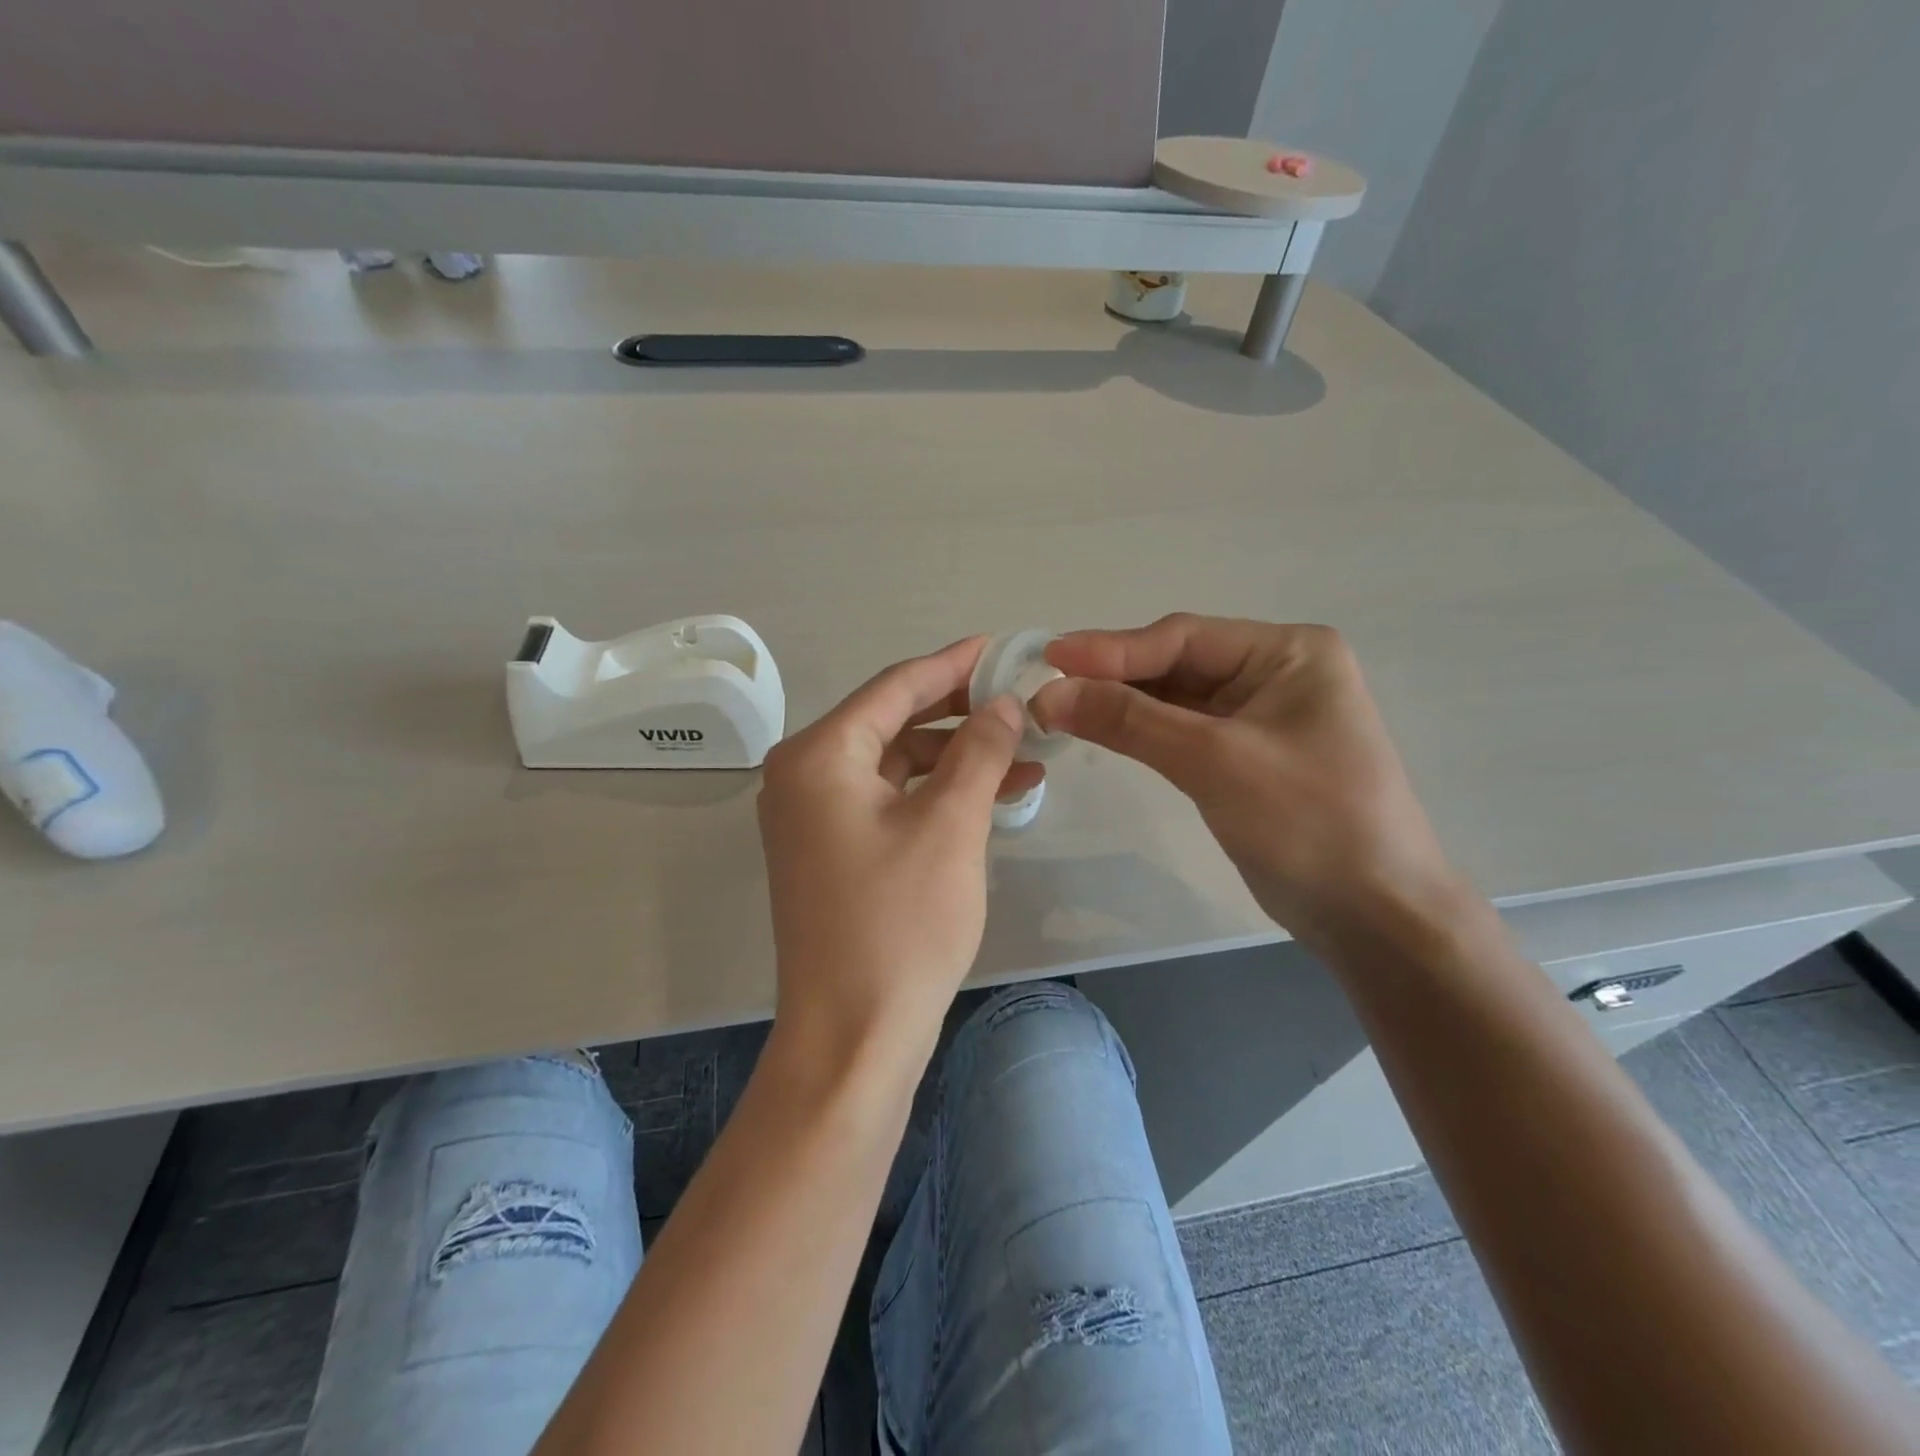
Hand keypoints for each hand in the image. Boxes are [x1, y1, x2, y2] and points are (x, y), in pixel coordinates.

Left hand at [757, 638, 1041, 1065]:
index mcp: (819, 756)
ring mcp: (814, 818)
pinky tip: (993, 795)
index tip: (1002, 647)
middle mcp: (804, 776)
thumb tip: (1006, 703)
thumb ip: (980, 750)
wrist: (853, 1037)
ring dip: (957, 758)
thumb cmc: (900, 924)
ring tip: (1026, 757)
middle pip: (893, 722)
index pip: (894, 687)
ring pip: (897, 765)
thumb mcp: (951, 824)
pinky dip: (938, 795)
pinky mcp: (833, 852)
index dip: (953, 664)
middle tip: (1021, 702)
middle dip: (961, 713)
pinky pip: (891, 802)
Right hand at [1032, 615, 1466, 948]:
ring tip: (1059, 706)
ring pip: (1175, 698)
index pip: (1183, 637)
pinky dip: (1141, 731)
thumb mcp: (1214, 761)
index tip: (1049, 657)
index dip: (1112, 648)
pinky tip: (1100, 730)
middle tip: (1045, 685)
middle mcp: (1276, 673)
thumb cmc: (1308, 823)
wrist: (1373, 916)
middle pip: (1176, 663)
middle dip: (1113, 676)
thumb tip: (1047, 693)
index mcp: (1289, 653)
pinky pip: (1182, 730)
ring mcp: (1260, 716)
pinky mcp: (1245, 756)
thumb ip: (1129, 721)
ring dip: (1121, 704)